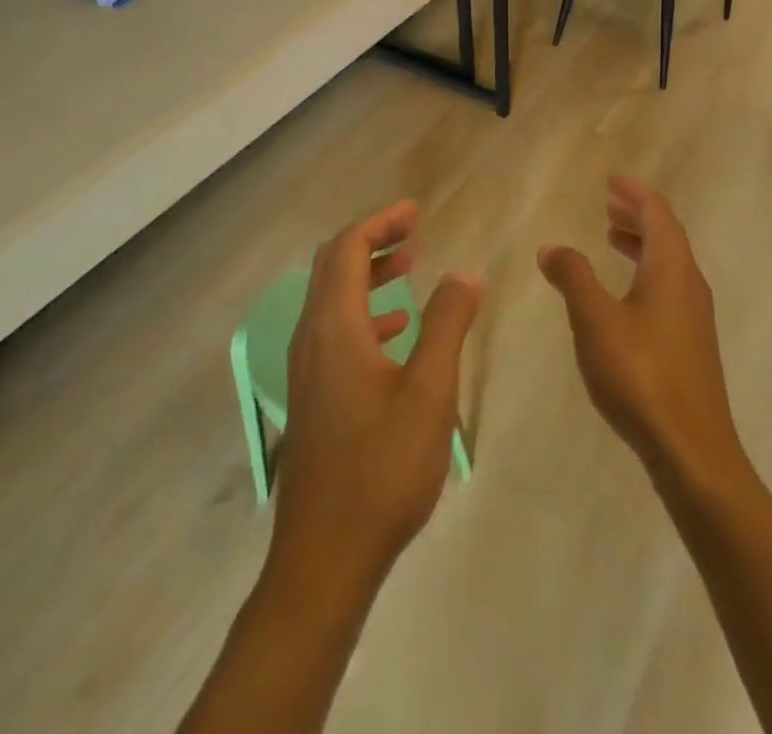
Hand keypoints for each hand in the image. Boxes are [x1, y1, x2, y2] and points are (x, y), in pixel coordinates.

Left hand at [269, 202, 481, 597]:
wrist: (324, 559)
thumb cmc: (381, 468)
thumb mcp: (429, 391)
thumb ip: (447, 324)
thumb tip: (464, 273)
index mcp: (334, 327)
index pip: (347, 249)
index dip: (381, 222)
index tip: (415, 211)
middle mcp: (311, 339)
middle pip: (333, 266)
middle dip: (372, 241)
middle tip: (413, 231)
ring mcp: (307, 370)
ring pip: (331, 299)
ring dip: (367, 276)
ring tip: (408, 270)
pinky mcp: (313, 398)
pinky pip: (334, 331)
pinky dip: (364, 313)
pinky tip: (396, 332)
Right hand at [538, 177, 747, 494]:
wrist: (692, 449)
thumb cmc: (641, 375)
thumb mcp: (595, 321)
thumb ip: (573, 278)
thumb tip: (552, 247)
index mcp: (671, 268)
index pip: (657, 212)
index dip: (635, 191)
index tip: (611, 179)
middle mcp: (689, 283)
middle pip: (666, 233)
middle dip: (637, 213)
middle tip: (609, 203)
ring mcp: (694, 315)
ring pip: (669, 261)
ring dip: (641, 243)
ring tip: (612, 239)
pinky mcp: (691, 342)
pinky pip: (668, 286)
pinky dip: (646, 271)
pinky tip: (625, 294)